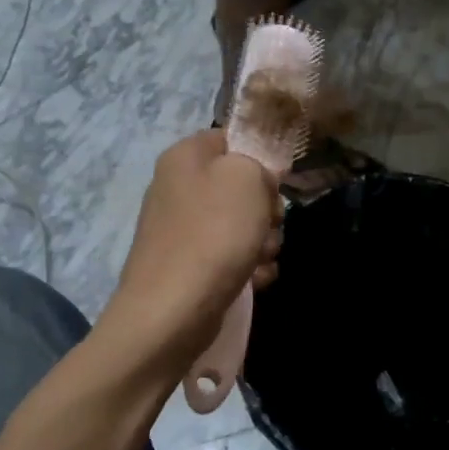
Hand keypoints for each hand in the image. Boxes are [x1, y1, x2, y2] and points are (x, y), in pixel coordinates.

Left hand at [103, 130, 282, 365]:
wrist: (172, 311)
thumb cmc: (213, 233)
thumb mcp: (247, 178)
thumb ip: (259, 162)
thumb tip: (258, 179)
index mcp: (185, 156)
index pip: (231, 138)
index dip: (260, 157)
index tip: (277, 182)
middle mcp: (178, 187)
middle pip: (240, 186)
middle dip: (266, 208)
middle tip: (271, 223)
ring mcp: (181, 229)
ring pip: (240, 224)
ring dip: (263, 242)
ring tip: (261, 259)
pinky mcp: (188, 265)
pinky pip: (229, 256)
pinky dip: (247, 268)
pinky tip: (253, 280)